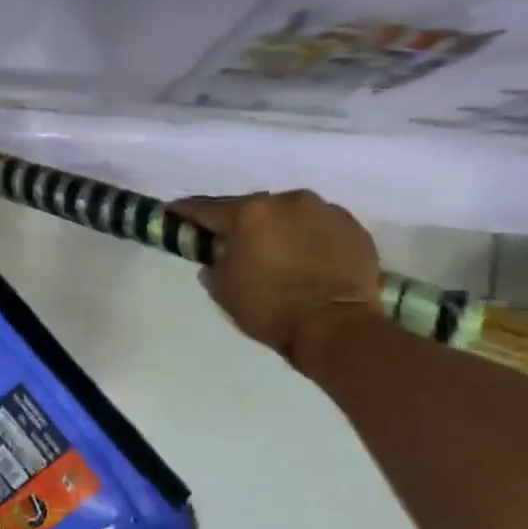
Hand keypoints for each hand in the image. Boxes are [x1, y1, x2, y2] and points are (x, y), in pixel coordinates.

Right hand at [171, 191, 382, 359]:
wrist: (337, 327)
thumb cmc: (271, 310)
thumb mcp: (225, 292)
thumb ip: (214, 267)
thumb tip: (216, 258)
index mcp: (250, 214)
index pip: (208, 209)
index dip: (187, 212)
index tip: (175, 212)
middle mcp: (287, 201)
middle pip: (253, 208)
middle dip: (241, 224)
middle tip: (234, 243)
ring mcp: (324, 210)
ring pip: (289, 214)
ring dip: (278, 228)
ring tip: (277, 253)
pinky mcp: (352, 227)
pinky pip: (320, 227)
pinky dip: (309, 238)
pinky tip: (308, 260)